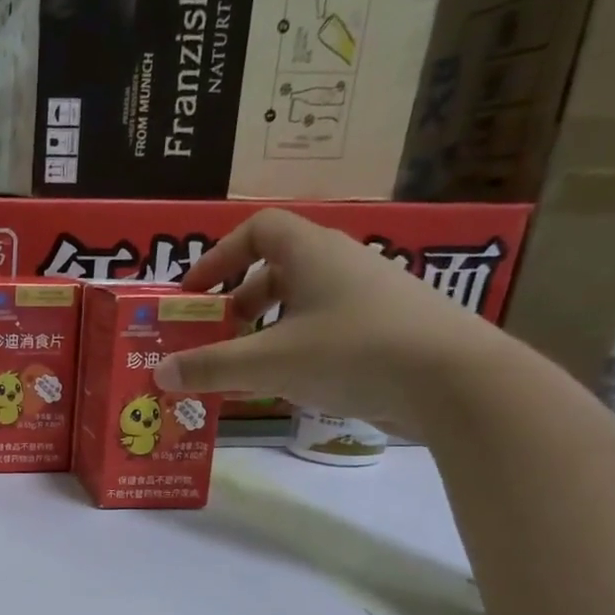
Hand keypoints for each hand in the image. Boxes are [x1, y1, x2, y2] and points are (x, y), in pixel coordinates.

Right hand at [152, 210, 512, 436]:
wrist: (454, 379)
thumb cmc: (352, 352)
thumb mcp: (269, 362)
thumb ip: (211, 367)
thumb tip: (160, 373)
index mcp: (311, 252)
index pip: (257, 230)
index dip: (218, 256)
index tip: (194, 293)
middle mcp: (341, 263)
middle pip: (277, 268)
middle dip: (238, 302)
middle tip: (216, 336)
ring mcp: (369, 295)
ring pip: (302, 302)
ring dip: (267, 330)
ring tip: (248, 368)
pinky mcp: (386, 328)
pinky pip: (327, 327)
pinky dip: (298, 347)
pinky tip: (292, 384)